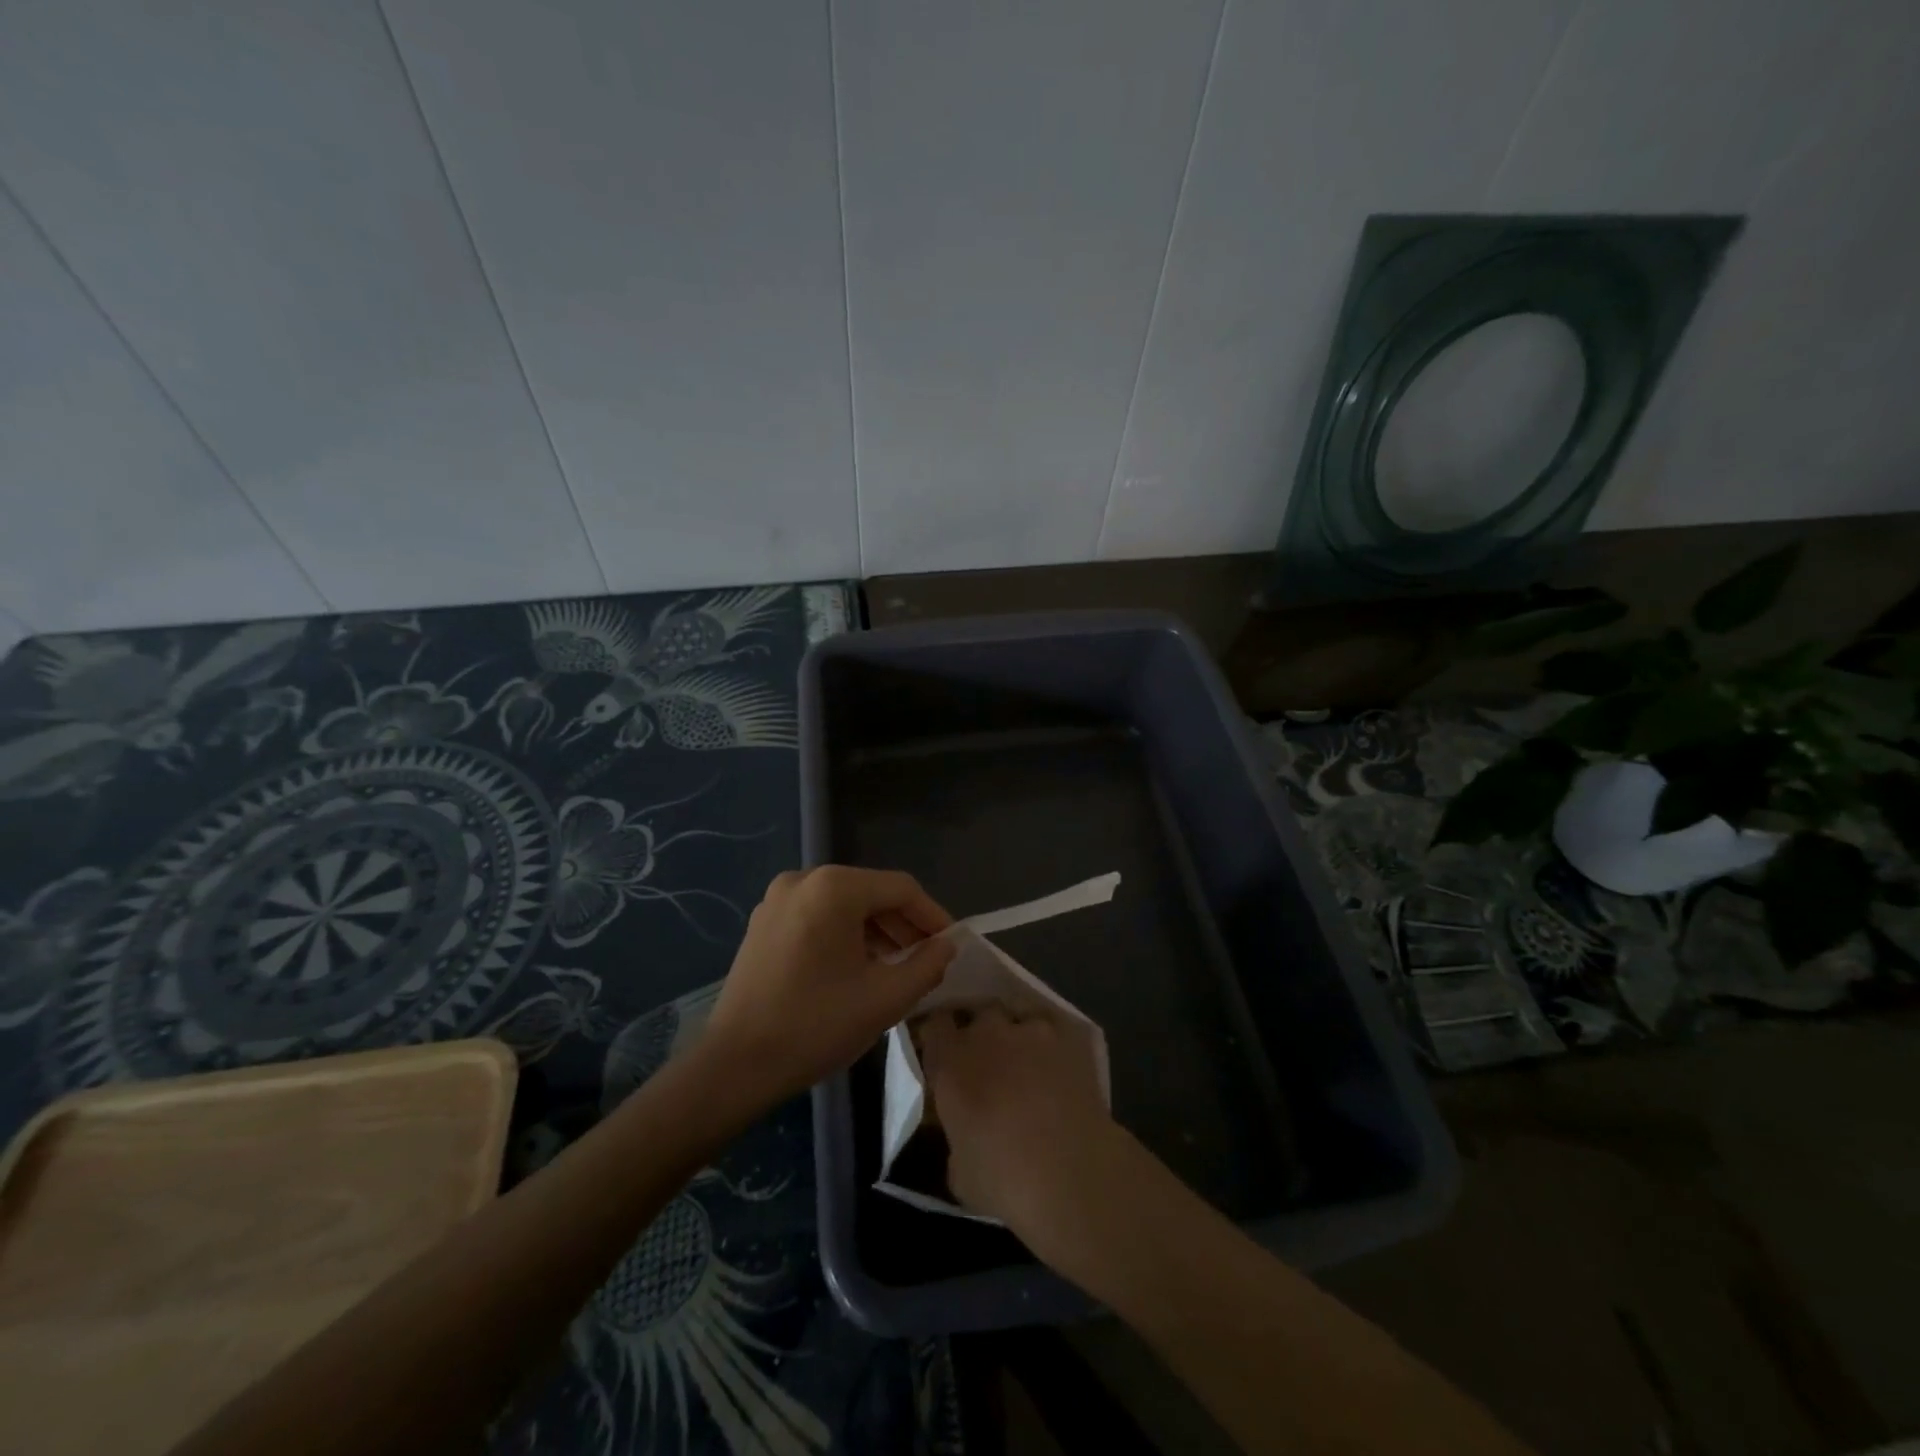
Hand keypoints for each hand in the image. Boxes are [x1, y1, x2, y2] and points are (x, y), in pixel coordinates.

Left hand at [704, 866, 955, 1107]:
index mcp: (834, 888)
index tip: (952, 946)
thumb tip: (947, 945)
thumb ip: (927, 965)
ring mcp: (778, 899)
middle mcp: (804, 880)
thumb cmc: (816, 1026)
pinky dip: (845, 935)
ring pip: (844, 905)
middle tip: (927, 960)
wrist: (734, 1066)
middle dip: (903, 926)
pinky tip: (858, 968)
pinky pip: (818, 916)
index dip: (932, 916)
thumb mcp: (886, 997)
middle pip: (871, 893)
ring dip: (876, 932)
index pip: (901, 889)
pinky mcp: (763, 923)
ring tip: (897, 968)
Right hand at [918, 1007, 1124, 1255]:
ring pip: (1019, 1016)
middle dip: (981, 1029)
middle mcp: (988, 1035)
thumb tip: (964, 1132)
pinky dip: (1052, 1042)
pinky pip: (1054, 1029)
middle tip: (987, 1057)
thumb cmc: (1003, 1180)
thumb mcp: (958, 1171)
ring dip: (1019, 1034)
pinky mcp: (1070, 1038)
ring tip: (1027, 1059)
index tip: (943, 1050)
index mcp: (951, 1062)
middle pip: (979, 1012)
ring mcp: (1031, 1032)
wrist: (1071, 1174)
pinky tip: (1058, 1066)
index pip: (936, 1024)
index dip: (940, 1035)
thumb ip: (956, 1136)